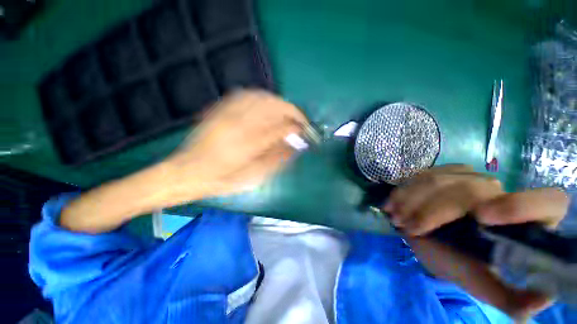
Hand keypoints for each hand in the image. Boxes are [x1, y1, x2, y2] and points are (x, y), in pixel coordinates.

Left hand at [164, 90, 307, 199]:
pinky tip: (266, 105)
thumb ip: (276, 159)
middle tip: (299, 121)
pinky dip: (261, 98)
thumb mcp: (252, 176)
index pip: (281, 128)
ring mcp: (227, 114)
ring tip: (287, 113)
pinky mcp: (220, 110)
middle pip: (273, 107)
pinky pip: (244, 96)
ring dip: (278, 103)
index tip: (305, 131)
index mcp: (249, 145)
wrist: (188, 171)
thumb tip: (295, 146)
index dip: (297, 127)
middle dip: (291, 111)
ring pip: (260, 97)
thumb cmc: (223, 180)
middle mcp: (239, 124)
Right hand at [383, 165, 568, 320]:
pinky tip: (394, 202)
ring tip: (395, 217)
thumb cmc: (461, 263)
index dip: (523, 205)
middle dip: (434, 209)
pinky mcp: (447, 172)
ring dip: (413, 199)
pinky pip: (425, 174)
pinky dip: (406, 190)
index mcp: (525, 221)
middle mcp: (504, 193)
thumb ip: (508, 298)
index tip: (482, 218)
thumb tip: (537, 303)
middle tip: (407, 227)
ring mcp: (472, 177)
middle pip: (474, 189)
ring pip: (442, 179)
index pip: (548, 201)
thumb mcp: (482, 284)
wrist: (433, 240)